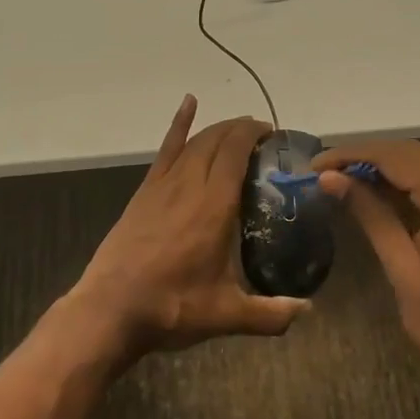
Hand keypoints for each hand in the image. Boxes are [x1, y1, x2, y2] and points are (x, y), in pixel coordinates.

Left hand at [67, 96, 307, 361]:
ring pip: (195, 141)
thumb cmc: (172, 307)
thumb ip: (271, 313)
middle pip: (217, 140)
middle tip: (263, 135)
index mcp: (214, 206)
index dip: (255, 135)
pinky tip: (189, 103)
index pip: (236, 152)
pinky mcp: (145, 191)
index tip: (274, 134)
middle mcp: (190, 185)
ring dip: (218, 129)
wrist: (111, 310)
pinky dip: (179, 124)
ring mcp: (163, 185)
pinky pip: (166, 149)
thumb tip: (309, 310)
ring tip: (238, 129)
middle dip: (241, 129)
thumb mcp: (226, 315)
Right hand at [313, 139, 419, 410]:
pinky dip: (405, 182)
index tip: (315, 165)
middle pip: (413, 153)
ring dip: (383, 167)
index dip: (353, 155)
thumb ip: (371, 217)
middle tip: (323, 172)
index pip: (399, 158)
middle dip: (366, 158)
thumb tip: (330, 179)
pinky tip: (376, 192)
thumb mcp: (405, 273)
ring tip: (340, 178)